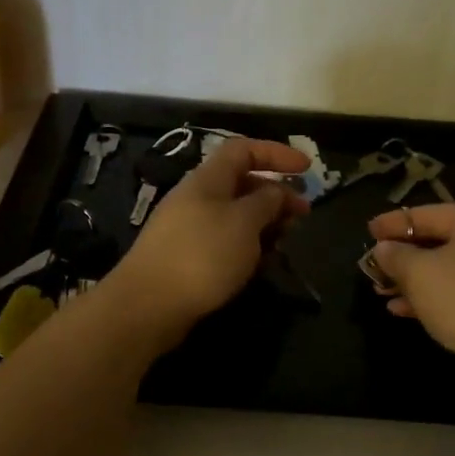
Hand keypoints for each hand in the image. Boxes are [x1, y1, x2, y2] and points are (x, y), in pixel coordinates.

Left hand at [104, 138, 310, 352]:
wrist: (148, 305)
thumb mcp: (244, 223)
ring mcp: (188, 228)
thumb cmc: (202, 255)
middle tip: (302, 217)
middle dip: (275, 195)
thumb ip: (266, 202)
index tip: (306, 167)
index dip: (276, 153)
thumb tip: (276, 191)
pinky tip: (258, 264)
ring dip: (263, 224)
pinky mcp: (186, 257)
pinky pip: (224, 240)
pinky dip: (246, 246)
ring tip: (284, 243)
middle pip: (241, 183)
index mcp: (207, 179)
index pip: (243, 150)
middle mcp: (196, 197)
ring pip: (234, 215)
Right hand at [366, 204, 454, 365]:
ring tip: (382, 292)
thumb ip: (395, 256)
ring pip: (450, 269)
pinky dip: (435, 296)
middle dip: (403, 257)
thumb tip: (384, 249)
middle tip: (374, 265)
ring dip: (414, 280)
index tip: (368, 231)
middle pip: (440, 241)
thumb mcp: (418, 273)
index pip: (427, 213)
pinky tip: (405, 311)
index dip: (393, 223)